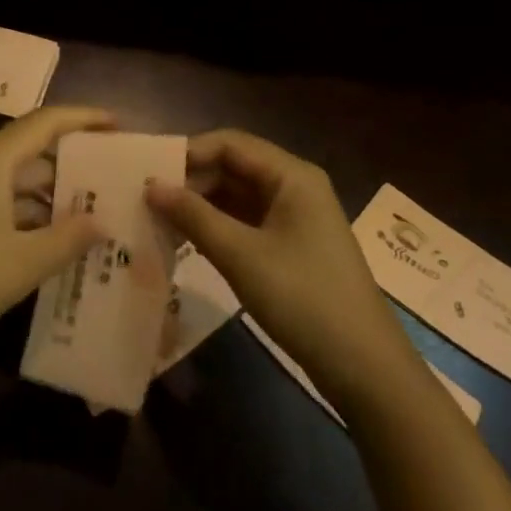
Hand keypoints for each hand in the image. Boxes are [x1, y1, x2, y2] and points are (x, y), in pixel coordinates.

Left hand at [0, 107, 112, 372]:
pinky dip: (31, 212)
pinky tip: (54, 238)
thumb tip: (103, 221)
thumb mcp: (25, 262)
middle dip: (72, 156)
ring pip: (16, 177)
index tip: (119, 124)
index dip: (84, 118)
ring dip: (52, 189)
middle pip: (31, 146)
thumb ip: (69, 238)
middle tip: (113, 171)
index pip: (46, 121)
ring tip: (93, 206)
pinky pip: (2, 200)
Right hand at [148, 130, 416, 406]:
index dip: (187, 153)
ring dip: (200, 205)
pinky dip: (216, 226)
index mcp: (291, 175)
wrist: (364, 367)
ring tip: (157, 218)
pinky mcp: (291, 245)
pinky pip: (246, 221)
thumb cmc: (303, 298)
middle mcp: (294, 185)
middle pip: (233, 166)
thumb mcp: (241, 255)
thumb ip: (193, 216)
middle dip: (191, 179)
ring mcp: (294, 216)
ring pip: (237, 195)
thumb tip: (150, 186)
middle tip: (145, 198)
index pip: (229, 143)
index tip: (146, 171)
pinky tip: (186, 240)